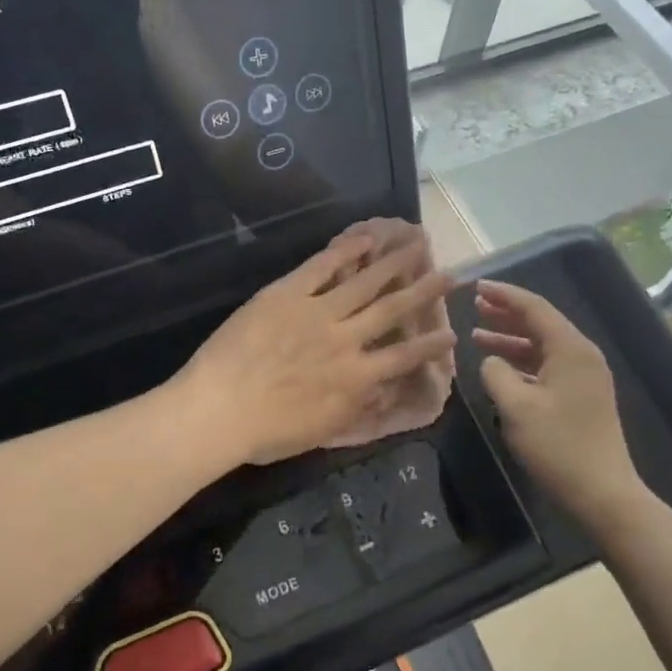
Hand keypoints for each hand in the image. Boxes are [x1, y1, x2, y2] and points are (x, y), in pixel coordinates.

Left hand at [178, 225, 456, 465]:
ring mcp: (318, 312)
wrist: (219, 409)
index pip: (403, 358)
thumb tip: (383, 389)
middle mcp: (346, 339)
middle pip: (392, 310)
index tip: (452, 333)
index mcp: (355, 378)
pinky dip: (344, 251)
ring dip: (393, 263)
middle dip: (423, 291)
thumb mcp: (322, 430)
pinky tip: (364, 237)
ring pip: (364, 282)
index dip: (430, 346)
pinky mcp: (288, 293)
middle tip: (449, 273)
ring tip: (417, 243)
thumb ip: (356, 406)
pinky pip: (321, 267)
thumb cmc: (266, 432)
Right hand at [471, 280, 642, 528]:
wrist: (603, 493)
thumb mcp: (515, 407)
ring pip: (542, 345)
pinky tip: (500, 366)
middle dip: (506, 312)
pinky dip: (522, 360)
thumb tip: (490, 361)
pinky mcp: (582, 395)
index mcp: (571, 349)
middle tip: (474, 305)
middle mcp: (582, 355)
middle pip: (540, 322)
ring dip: (511, 337)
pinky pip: (547, 364)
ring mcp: (585, 376)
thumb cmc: (558, 446)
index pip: (534, 307)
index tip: (476, 287)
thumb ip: (495, 373)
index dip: (503, 295)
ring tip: (478, 333)